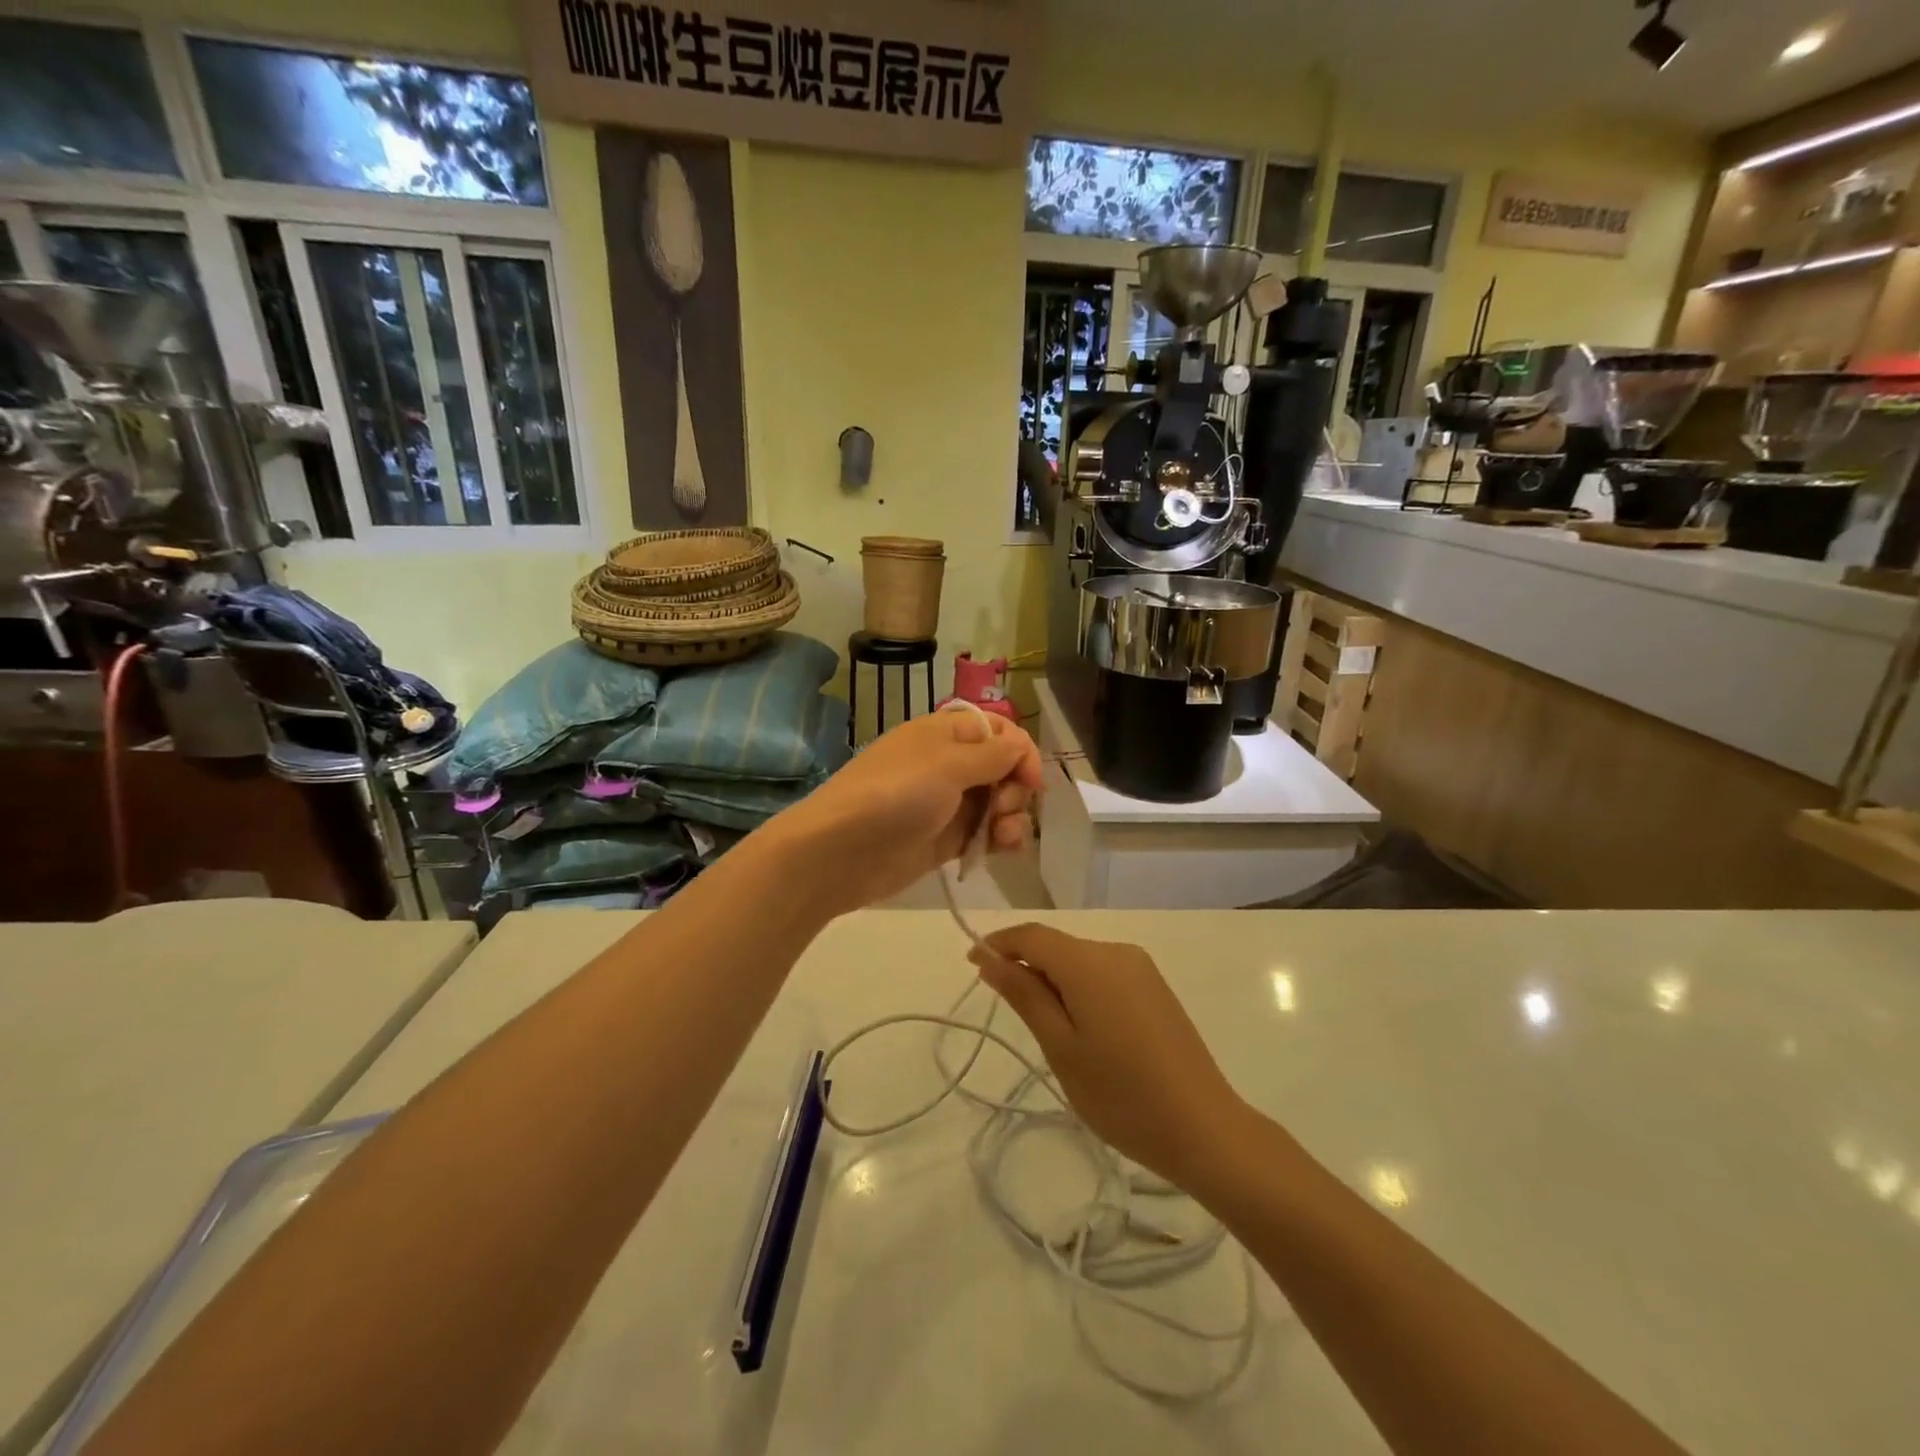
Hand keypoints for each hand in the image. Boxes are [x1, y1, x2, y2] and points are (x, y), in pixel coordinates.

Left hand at [772, 708, 1042, 915]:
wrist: (839, 852)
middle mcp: (948, 764)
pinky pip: (983, 833)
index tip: (1032, 781)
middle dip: (1015, 789)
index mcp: (945, 733)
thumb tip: (1021, 745)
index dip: (1021, 751)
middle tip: (1003, 810)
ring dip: (1012, 818)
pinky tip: (1002, 850)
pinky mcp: (943, 840)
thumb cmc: (895, 795)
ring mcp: (945, 804)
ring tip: (1004, 838)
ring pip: (996, 803)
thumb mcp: (947, 764)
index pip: (998, 730)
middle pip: (1002, 768)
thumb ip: (992, 755)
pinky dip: (998, 839)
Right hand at [969, 924, 1245, 1191]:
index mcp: (1090, 962)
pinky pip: (1103, 973)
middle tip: (1008, 1010)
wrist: (1204, 1128)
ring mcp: (1141, 968)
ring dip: (1053, 979)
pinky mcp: (1155, 987)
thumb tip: (989, 958)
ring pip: (1080, 960)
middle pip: (1057, 945)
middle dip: (1025, 965)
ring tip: (1047, 1031)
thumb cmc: (1121, 1094)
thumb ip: (1024, 995)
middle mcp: (1117, 951)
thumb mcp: (1060, 1047)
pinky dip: (1080, 988)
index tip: (971, 966)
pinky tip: (1083, 1029)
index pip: (1031, 935)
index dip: (998, 944)